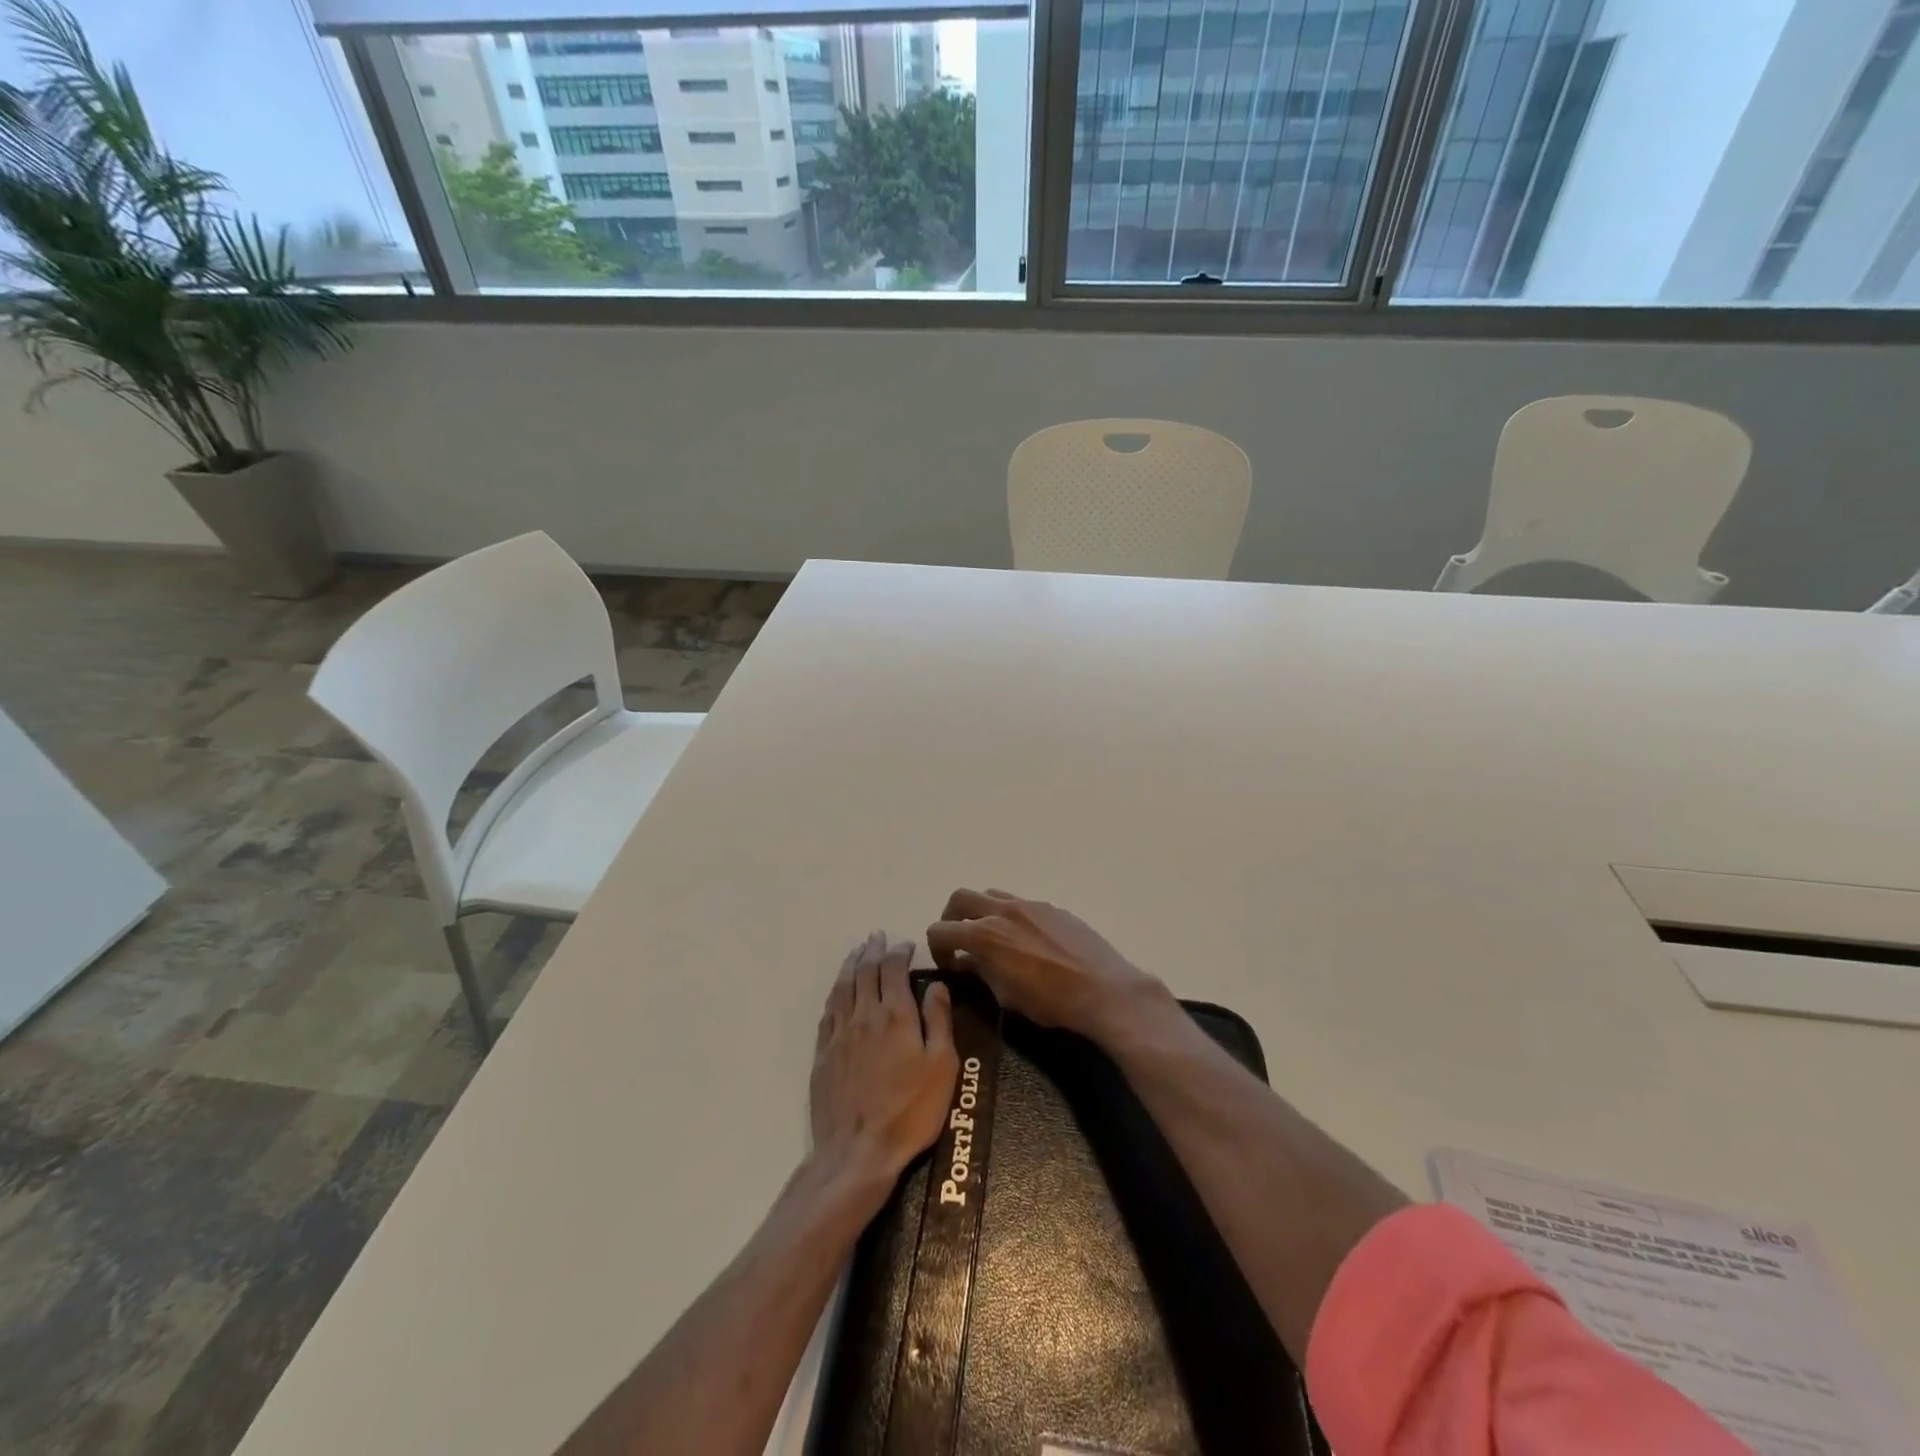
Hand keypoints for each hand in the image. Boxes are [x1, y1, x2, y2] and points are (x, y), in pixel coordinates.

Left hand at [810, 932, 957, 1193]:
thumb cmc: (910, 1111)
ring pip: (843, 986)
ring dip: (852, 964)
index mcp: (895, 1014)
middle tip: (878, 937)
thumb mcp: (942, 1066)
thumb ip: (939, 1020)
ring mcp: (839, 1033)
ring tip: (858, 951)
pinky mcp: (823, 1053)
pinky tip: (839, 989)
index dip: (899, 952)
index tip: (906, 944)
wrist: (858, 1152)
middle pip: (865, 971)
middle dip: (874, 950)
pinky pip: (828, 1010)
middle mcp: (864, 1014)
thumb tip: (936, 985)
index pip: (893, 969)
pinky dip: (836, 991)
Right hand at [925, 889, 1167, 1040]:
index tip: (948, 964)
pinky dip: (1010, 916)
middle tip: (959, 941)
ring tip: (992, 938)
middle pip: (960, 898)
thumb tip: (966, 961)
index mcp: (985, 934)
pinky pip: (1021, 903)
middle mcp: (1003, 910)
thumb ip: (981, 972)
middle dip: (951, 918)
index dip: (936, 948)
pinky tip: (1025, 941)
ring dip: (981, 912)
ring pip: (991, 895)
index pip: (941, 929)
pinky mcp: (1053, 908)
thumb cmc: (1051, 1002)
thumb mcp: (1006, 996)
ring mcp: (1030, 905)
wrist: (1104, 990)